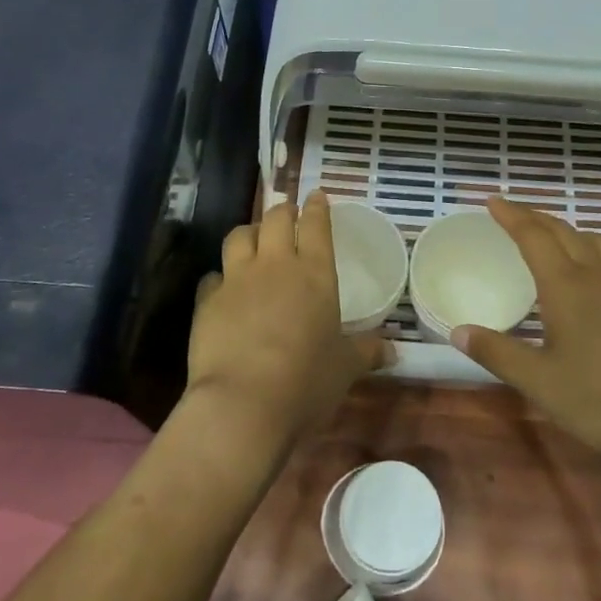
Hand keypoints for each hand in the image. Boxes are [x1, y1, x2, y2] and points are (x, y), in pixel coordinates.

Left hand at [185, 191, 390, 447]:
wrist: (243, 405)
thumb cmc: (307, 382)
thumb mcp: (345, 368)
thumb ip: (367, 352)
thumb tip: (394, 353)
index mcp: (315, 272)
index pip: (316, 225)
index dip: (317, 207)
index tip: (317, 195)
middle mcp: (275, 265)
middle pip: (275, 219)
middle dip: (283, 211)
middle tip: (288, 214)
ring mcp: (237, 280)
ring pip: (238, 236)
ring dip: (249, 233)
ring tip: (253, 241)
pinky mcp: (206, 302)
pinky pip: (212, 276)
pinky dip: (220, 277)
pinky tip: (223, 289)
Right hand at [451, 197, 600, 465]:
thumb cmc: (600, 400)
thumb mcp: (539, 382)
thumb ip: (498, 354)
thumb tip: (457, 332)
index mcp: (567, 287)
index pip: (534, 237)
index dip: (511, 216)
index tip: (492, 201)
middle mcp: (598, 275)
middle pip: (563, 231)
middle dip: (534, 217)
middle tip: (511, 212)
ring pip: (594, 240)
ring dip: (567, 229)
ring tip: (552, 236)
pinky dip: (592, 248)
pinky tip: (592, 271)